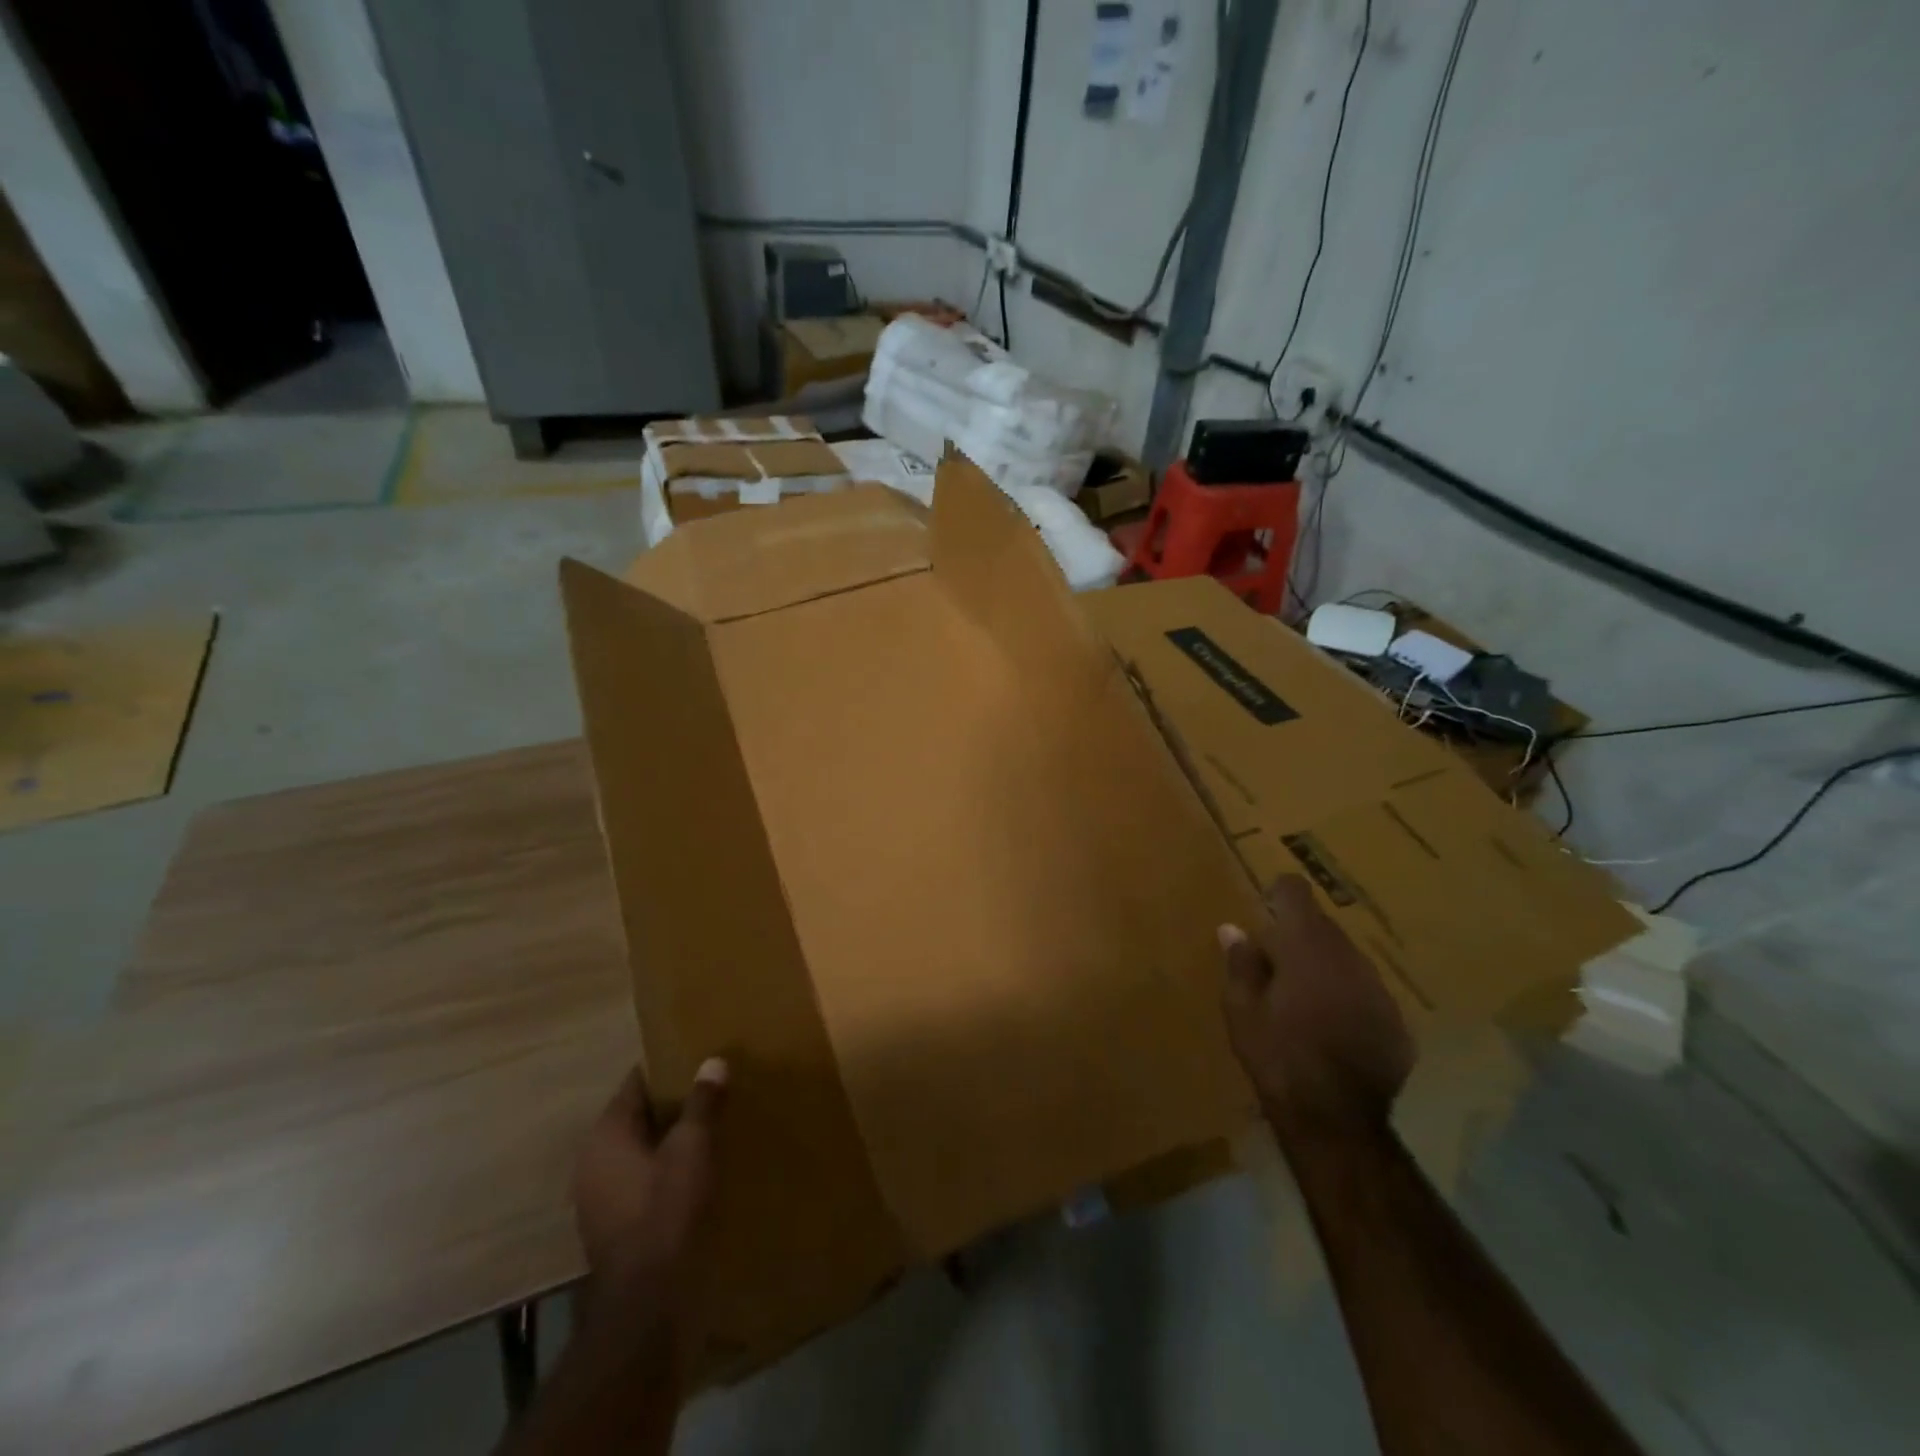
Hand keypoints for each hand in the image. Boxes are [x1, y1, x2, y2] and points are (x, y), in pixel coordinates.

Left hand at [574, 1058, 727, 1294]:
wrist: (646, 1301)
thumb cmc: (667, 1210)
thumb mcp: (693, 1147)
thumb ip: (702, 1102)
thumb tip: (713, 1062)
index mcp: (606, 1133)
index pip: (637, 1082)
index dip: (669, 1068)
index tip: (699, 1059)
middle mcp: (592, 1159)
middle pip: (636, 1115)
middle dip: (672, 1104)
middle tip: (711, 1090)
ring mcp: (596, 1195)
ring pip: (638, 1149)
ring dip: (668, 1139)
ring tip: (708, 1127)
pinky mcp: (609, 1224)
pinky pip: (638, 1178)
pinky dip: (661, 1168)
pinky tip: (693, 1170)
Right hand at [1219, 876, 1413, 1136]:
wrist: (1338, 1119)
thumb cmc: (1277, 1055)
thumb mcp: (1241, 1009)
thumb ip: (1240, 963)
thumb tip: (1232, 928)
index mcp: (1305, 945)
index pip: (1295, 892)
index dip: (1278, 894)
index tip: (1264, 909)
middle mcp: (1347, 955)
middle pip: (1321, 925)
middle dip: (1297, 937)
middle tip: (1273, 966)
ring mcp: (1377, 987)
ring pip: (1345, 959)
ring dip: (1323, 967)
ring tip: (1302, 1000)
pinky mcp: (1395, 1020)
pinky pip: (1364, 992)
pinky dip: (1346, 999)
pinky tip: (1331, 1029)